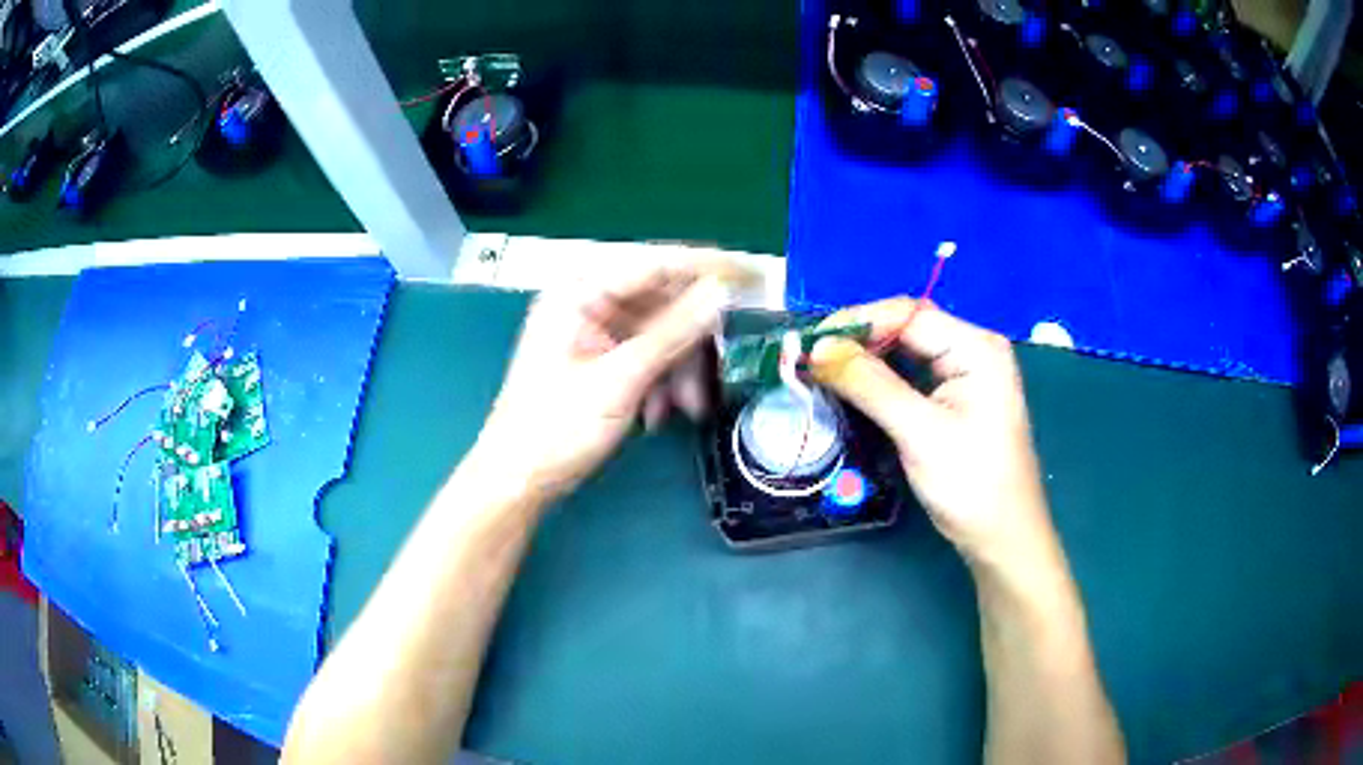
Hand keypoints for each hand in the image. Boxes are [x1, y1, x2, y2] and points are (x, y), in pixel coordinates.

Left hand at [475, 266, 727, 501]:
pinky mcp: (602, 360)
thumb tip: (720, 293)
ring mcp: (595, 333)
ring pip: (661, 336)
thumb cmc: (556, 428)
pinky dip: (662, 382)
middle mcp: (589, 303)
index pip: (655, 264)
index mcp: (580, 292)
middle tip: (718, 371)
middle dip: (691, 343)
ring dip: (680, 370)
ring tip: (689, 408)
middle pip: (662, 304)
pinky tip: (660, 415)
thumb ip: (672, 333)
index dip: (707, 269)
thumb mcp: (620, 379)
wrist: (519, 480)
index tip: (753, 275)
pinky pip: (648, 358)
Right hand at [810, 298, 1057, 570]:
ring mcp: (967, 373)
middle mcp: (973, 349)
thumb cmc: (971, 483)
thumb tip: (818, 350)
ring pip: (906, 351)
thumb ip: (870, 385)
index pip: (908, 316)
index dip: (857, 324)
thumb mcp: (920, 433)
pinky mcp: (957, 396)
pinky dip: (881, 379)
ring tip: (824, 370)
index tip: (810, 345)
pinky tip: (854, 386)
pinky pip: (913, 374)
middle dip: (859, 340)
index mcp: (975, 347)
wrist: (1003, 536)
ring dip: (866, 359)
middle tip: (811, 359)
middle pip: (907, 328)